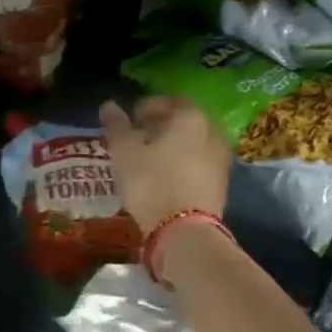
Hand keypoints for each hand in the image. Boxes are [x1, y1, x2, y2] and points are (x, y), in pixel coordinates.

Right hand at [100, 96, 231, 231]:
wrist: (185, 231)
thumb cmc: (151, 183)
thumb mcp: (125, 153)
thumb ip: (117, 127)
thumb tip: (109, 105)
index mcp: (190, 117)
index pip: (167, 101)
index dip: (146, 107)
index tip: (130, 119)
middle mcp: (212, 131)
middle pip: (184, 120)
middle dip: (162, 125)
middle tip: (140, 136)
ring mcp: (221, 158)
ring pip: (194, 142)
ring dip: (174, 145)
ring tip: (151, 158)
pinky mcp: (222, 183)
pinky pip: (200, 163)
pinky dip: (184, 163)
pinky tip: (167, 175)